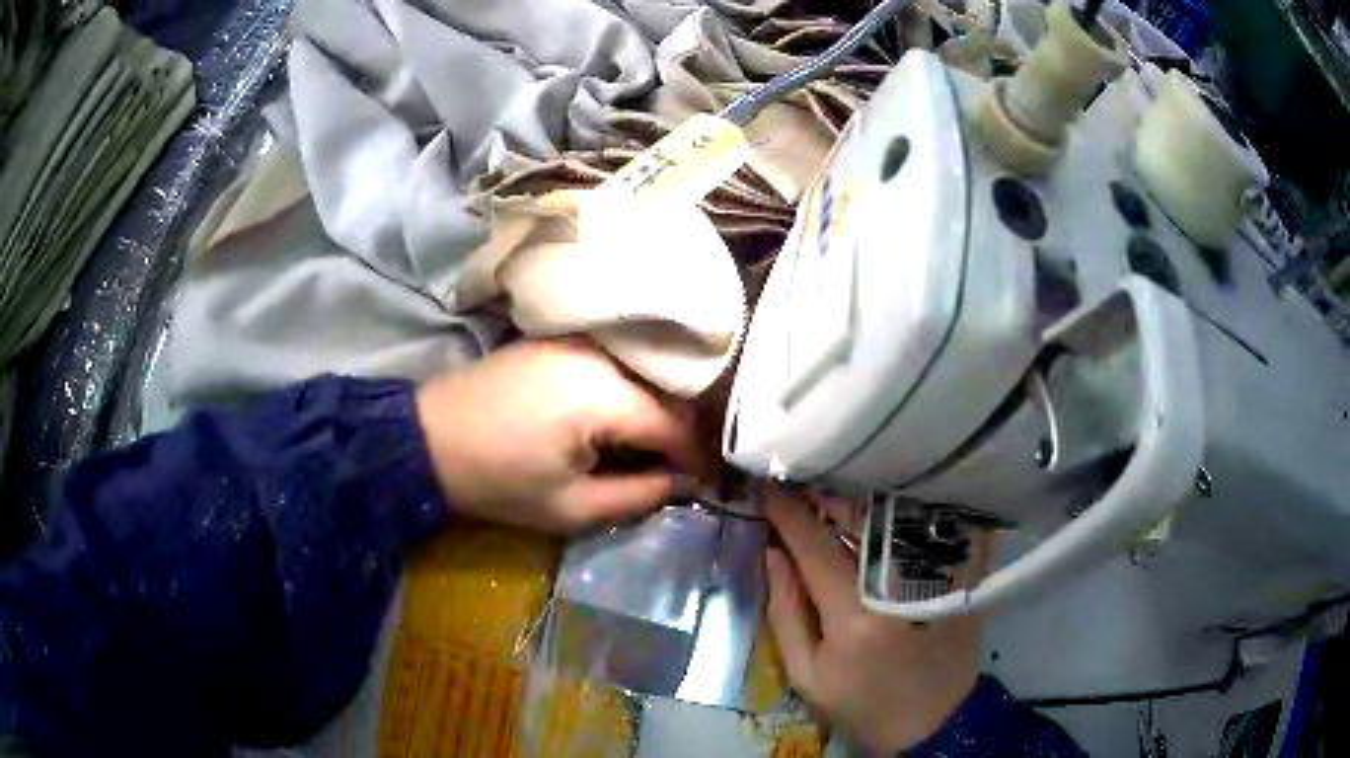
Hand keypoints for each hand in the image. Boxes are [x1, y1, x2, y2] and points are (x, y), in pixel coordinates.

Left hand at [415, 339, 703, 532]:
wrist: (428, 439)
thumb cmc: (498, 480)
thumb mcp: (572, 507)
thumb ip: (638, 496)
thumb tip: (683, 483)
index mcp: (604, 395)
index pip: (675, 424)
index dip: (696, 457)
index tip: (704, 484)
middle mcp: (600, 355)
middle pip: (664, 391)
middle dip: (679, 432)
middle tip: (677, 468)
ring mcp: (577, 340)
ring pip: (642, 373)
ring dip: (654, 408)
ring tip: (649, 447)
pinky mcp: (558, 339)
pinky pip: (613, 362)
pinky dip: (627, 389)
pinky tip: (617, 418)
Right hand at [763, 487, 986, 755]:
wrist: (933, 720)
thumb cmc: (862, 703)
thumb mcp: (807, 673)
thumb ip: (785, 611)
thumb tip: (773, 553)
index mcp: (855, 615)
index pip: (815, 546)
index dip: (787, 513)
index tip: (765, 489)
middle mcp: (900, 585)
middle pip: (862, 517)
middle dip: (826, 497)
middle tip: (803, 490)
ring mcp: (938, 575)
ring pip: (895, 516)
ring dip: (861, 501)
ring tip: (836, 499)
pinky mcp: (961, 575)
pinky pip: (929, 527)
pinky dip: (901, 513)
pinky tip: (883, 513)